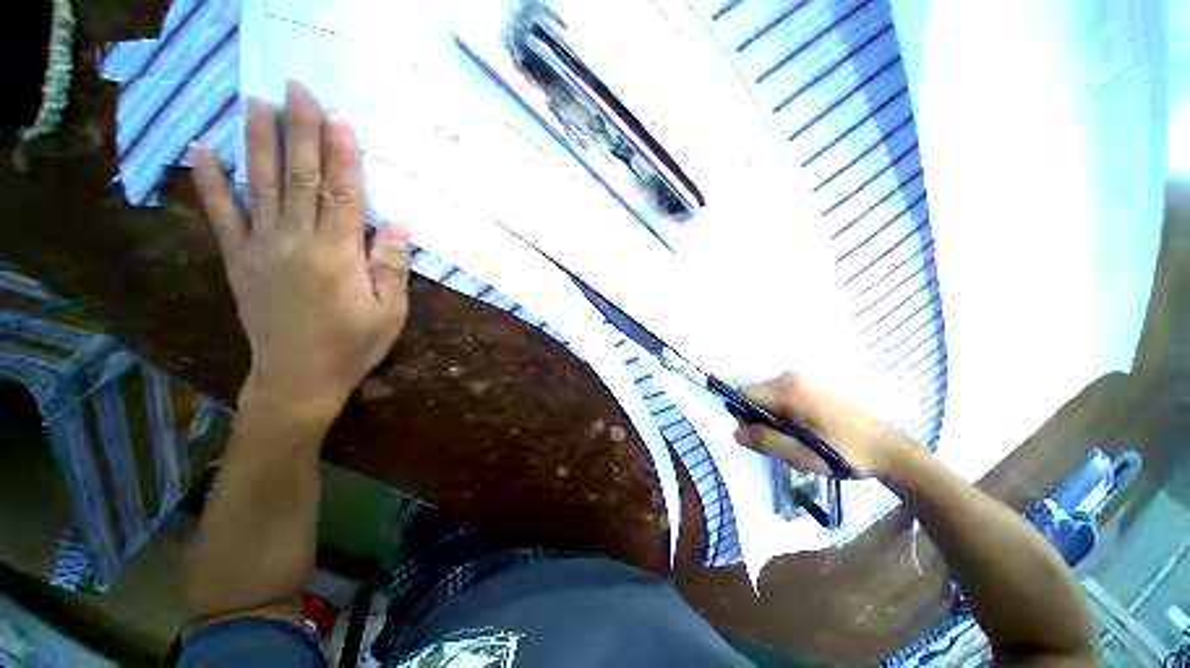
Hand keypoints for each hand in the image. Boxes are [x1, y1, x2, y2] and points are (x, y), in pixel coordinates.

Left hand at [190, 81, 410, 422]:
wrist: (297, 378)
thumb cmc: (353, 345)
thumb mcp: (390, 312)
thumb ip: (392, 266)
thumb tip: (400, 224)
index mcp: (338, 256)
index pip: (342, 195)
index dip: (342, 156)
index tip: (339, 118)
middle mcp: (296, 242)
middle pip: (299, 178)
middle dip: (299, 130)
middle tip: (297, 88)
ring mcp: (261, 248)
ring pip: (259, 185)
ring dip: (256, 140)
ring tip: (254, 100)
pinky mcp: (238, 260)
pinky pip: (221, 215)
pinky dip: (209, 181)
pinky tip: (201, 149)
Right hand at [733, 371, 916, 478]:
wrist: (889, 449)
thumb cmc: (846, 453)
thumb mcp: (803, 455)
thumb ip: (767, 441)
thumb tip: (735, 433)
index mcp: (788, 390)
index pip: (743, 395)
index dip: (743, 417)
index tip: (758, 438)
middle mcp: (790, 377)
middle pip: (755, 397)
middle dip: (760, 422)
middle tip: (781, 447)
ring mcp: (802, 380)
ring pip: (768, 400)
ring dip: (773, 422)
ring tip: (796, 444)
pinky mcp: (811, 386)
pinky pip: (782, 398)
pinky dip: (785, 416)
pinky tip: (805, 434)